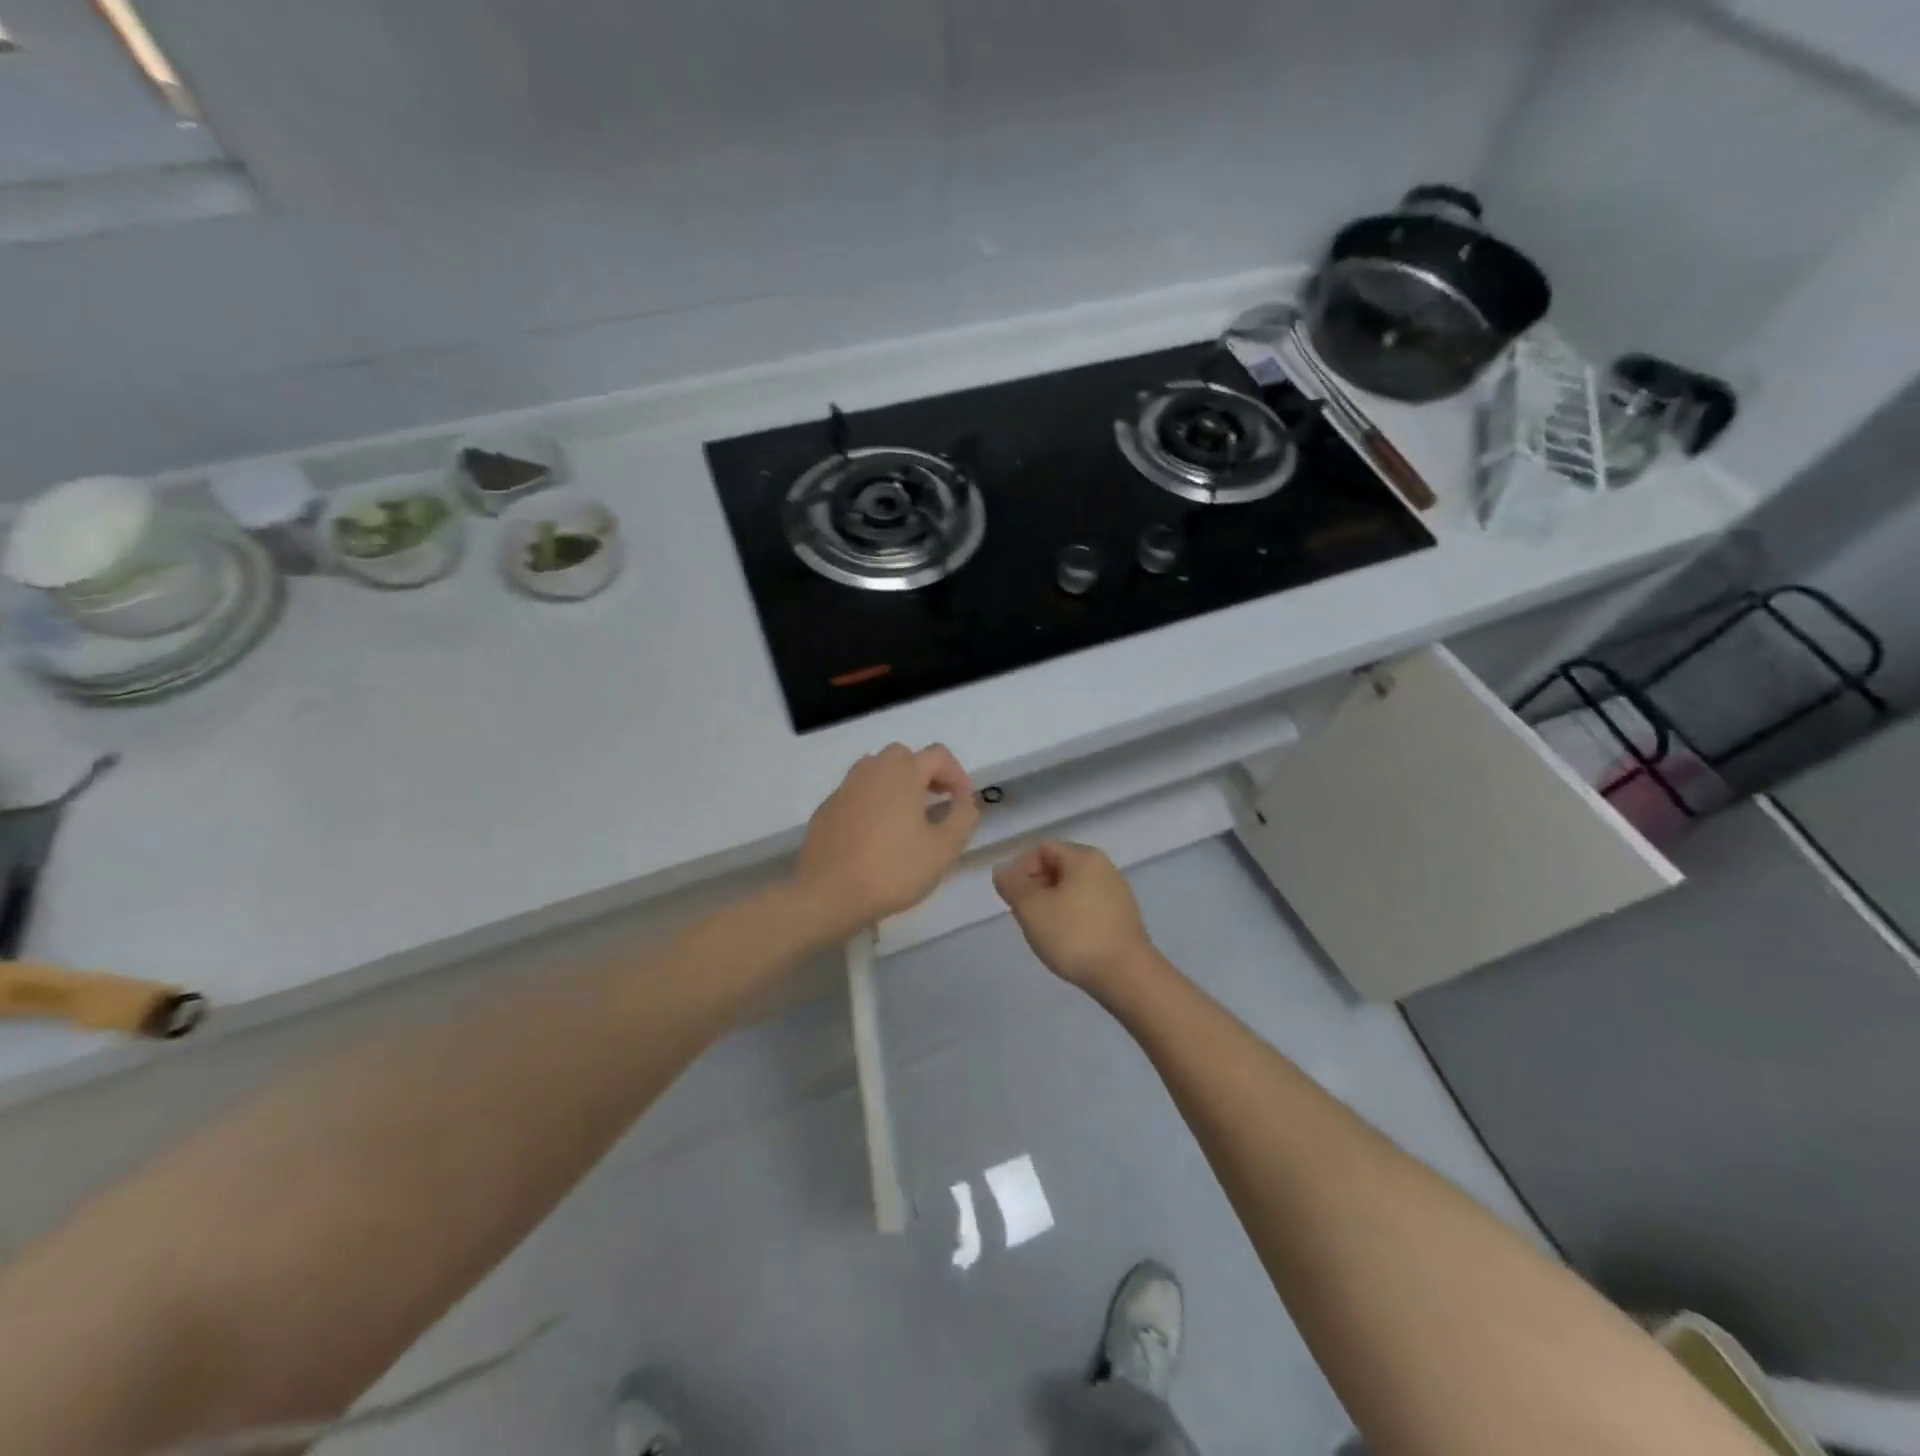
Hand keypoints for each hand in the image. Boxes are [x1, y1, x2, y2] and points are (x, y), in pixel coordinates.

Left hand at [795, 743, 979, 934]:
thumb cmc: (892, 869)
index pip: (938, 755)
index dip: (957, 774)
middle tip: (936, 803)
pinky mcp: (826, 809)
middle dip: (924, 774)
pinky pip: (856, 794)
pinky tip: (875, 836)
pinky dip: (871, 803)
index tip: (962, 803)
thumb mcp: (943, 849)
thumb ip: (963, 818)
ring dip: (896, 785)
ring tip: (906, 817)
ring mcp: (844, 789)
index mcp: (902, 773)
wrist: (828, 894)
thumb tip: (965, 801)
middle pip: (903, 756)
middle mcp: (871, 771)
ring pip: (875, 771)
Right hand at [992, 840, 1157, 991]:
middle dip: (1035, 887)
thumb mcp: (1031, 908)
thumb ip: (1012, 884)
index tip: (1013, 898)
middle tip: (1025, 916)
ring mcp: (1117, 893)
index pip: (1041, 848)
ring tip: (1044, 932)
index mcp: (1083, 857)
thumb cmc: (1074, 936)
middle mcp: (1104, 867)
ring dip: (1051, 904)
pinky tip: (1067, 942)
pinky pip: (1087, 907)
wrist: (1127, 977)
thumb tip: (1003, 869)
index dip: (1020, 868)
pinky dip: (1071, 917)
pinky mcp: (1123, 917)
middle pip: (1057, 866)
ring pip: (1072, 888)